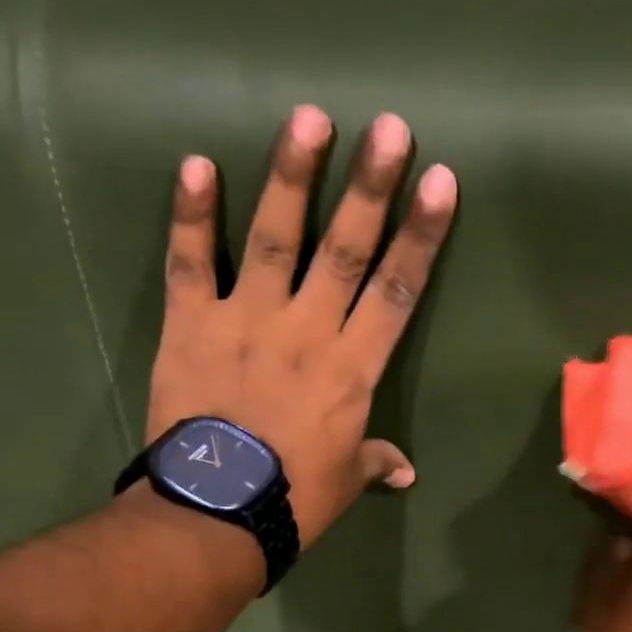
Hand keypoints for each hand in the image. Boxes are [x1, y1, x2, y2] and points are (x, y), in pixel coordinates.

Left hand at [149, 105, 457, 545]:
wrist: (215, 514)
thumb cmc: (295, 498)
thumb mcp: (346, 481)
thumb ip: (375, 462)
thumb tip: (404, 471)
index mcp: (353, 368)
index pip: (398, 290)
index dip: (421, 235)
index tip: (440, 183)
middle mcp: (307, 330)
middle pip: (345, 249)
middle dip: (371, 187)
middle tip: (389, 127)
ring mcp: (246, 320)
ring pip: (274, 238)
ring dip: (292, 176)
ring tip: (308, 118)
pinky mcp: (192, 325)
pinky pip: (190, 263)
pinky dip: (191, 215)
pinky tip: (197, 164)